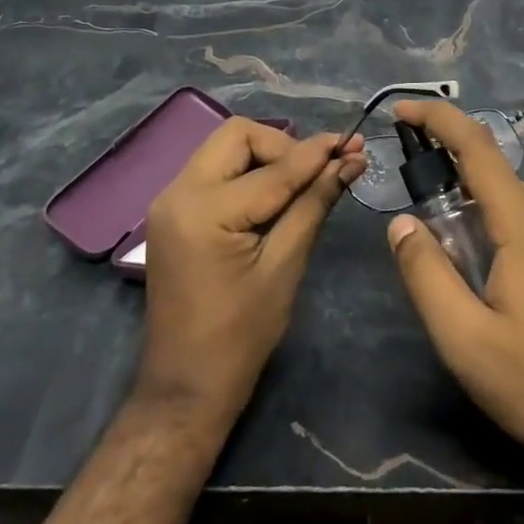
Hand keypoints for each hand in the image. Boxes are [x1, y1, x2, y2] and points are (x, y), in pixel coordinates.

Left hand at [137, 119, 366, 423]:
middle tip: (318, 171)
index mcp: (204, 210)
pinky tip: (273, 194)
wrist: (185, 388)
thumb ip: (314, 203)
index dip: (317, 153)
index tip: (354, 143)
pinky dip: (247, 172)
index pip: (273, 167)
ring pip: (225, 147)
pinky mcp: (172, 211)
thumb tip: (350, 161)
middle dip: (283, 146)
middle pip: (238, 135)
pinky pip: (214, 170)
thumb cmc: (240, 336)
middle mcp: (178, 191)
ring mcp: (169, 199)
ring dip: (265, 156)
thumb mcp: (285, 266)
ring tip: (302, 182)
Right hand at [387, 101, 523, 504]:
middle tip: (422, 233)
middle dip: (449, 184)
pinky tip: (500, 285)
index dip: (437, 118)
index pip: (476, 145)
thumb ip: (427, 276)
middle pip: (492, 176)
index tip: (401, 110)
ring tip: (460, 272)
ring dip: (477, 215)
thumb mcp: (467, 341)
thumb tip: (401, 224)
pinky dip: (503, 231)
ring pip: (514, 203)